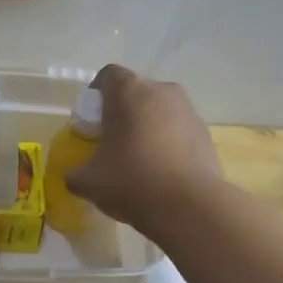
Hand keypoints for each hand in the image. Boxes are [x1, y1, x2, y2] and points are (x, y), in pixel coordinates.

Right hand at [64, 64, 224, 233]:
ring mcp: (189, 111)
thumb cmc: (131, 181)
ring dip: (147, 128)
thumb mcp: (88, 182)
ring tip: (138, 161)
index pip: (107, 75)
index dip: (96, 95)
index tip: (91, 121)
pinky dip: (168, 144)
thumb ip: (75, 173)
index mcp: (129, 92)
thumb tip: (76, 175)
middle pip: (136, 93)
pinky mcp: (206, 134)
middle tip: (111, 142)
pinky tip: (161, 173)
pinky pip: (179, 131)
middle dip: (122, 113)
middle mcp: (162, 91)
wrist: (189, 206)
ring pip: (160, 111)